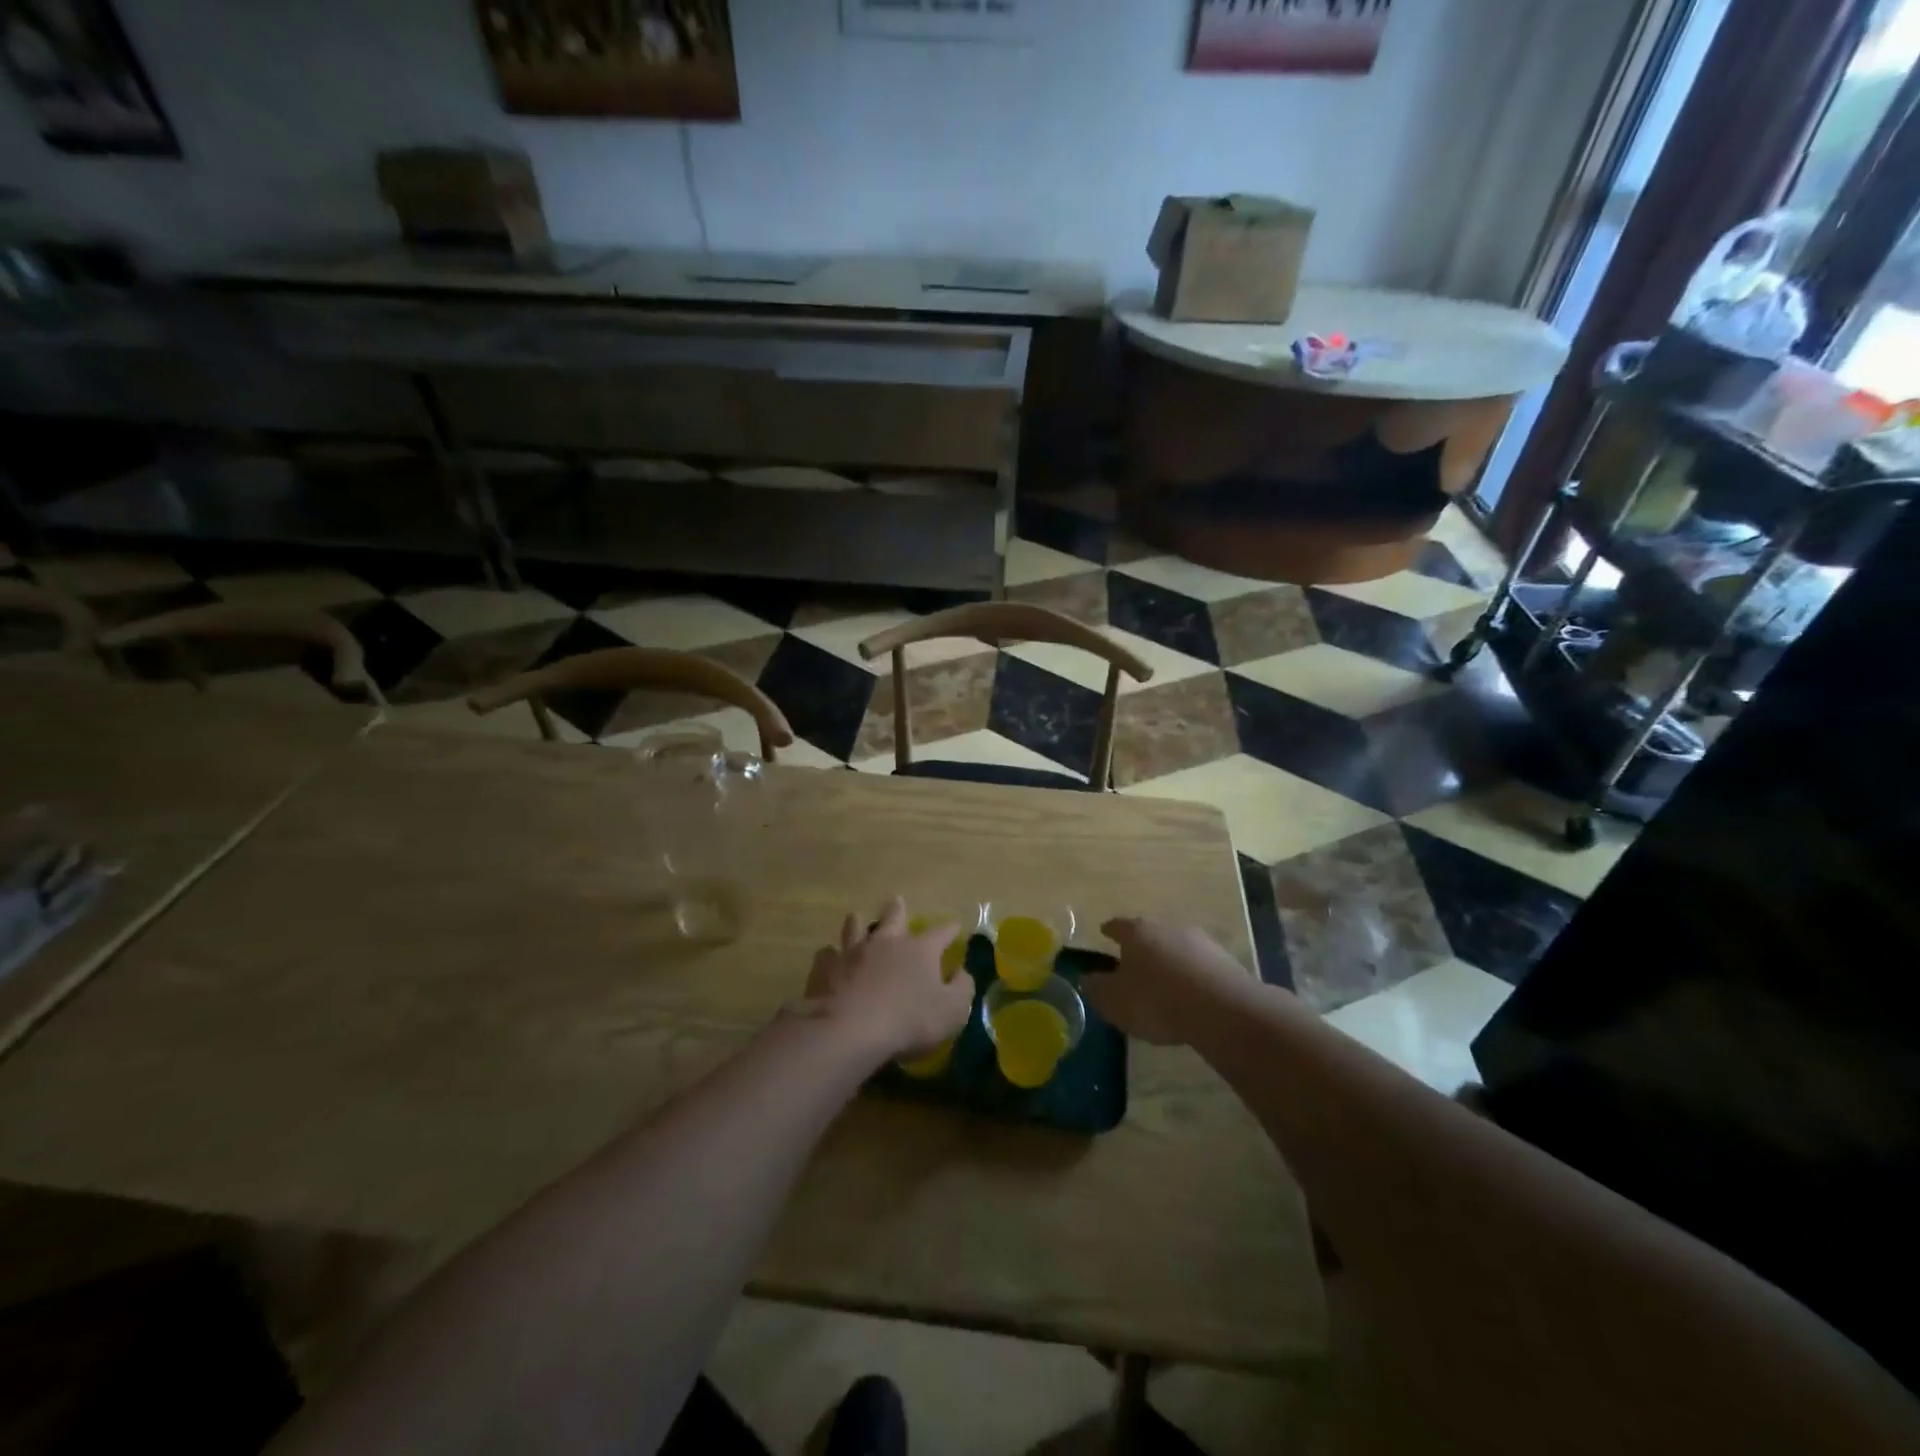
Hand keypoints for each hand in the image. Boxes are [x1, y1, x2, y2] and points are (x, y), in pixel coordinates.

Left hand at [803, 897, 974, 1064]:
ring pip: (855, 927)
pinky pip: (827, 954)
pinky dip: (830, 955)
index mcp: (920, 950)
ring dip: (858, 923)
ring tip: (857, 918)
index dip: (950, 929)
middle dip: (898, 909)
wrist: (850, 1028)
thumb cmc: (908, 1020)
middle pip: (893, 917)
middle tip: (896, 901)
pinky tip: (829, 958)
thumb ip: (962, 988)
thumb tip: (962, 971)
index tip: (955, 926)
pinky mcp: (826, 968)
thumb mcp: (952, 1011)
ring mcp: (853, 951)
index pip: (941, 933)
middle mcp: (886, 942)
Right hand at [1082, 917, 1260, 1045]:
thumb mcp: (1115, 1001)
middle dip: (1141, 946)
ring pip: (1176, 947)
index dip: (1109, 930)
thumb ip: (1097, 988)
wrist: (1222, 1009)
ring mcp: (1200, 941)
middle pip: (1149, 933)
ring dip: (1169, 961)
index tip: (1104, 932)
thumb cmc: (1156, 1000)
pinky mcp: (1225, 961)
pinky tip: (1190, 994)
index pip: (1118, 926)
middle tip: (1133, 962)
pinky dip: (1191, 976)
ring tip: (1163, 982)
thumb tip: (1088, 979)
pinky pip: (1199, 965)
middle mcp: (1167, 927)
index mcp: (1137, 932)